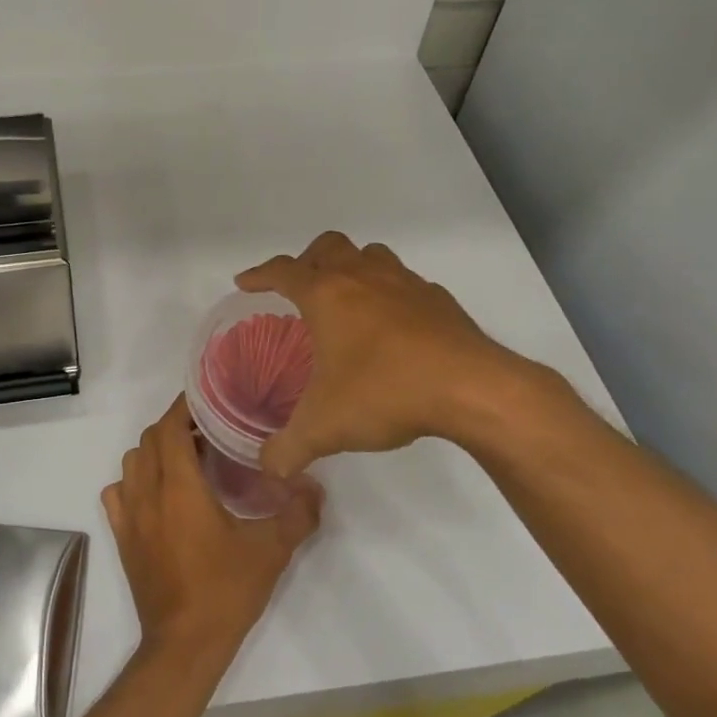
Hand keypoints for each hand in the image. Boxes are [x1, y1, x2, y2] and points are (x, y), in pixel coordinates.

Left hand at [101, 397, 322, 660]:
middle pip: (150, 439)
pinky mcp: (122, 538)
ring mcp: (129, 516)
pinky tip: (159, 495)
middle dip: (176, 426)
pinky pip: (118, 493)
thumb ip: (298, 513)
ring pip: (132, 462)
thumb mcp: (271, 550)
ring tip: (188, 460)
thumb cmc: (226, 591)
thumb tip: (314, 487)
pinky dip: (134, 482)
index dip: (186, 408)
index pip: (170, 426)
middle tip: (210, 432)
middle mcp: (147, 493)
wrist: (184, 644)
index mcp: (179, 487)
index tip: (211, 402)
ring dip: (156, 451)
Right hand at [237, 231, 552, 476]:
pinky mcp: (439, 299)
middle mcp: (363, 277)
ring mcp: (405, 283)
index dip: (259, 275)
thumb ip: (288, 449)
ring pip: (370, 255)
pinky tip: (393, 326)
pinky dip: (390, 293)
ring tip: (346, 299)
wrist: (471, 388)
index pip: (282, 272)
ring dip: (352, 268)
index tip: (244, 282)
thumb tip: (268, 469)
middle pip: (328, 247)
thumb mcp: (324, 428)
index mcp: (327, 295)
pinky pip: (405, 282)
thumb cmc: (385, 392)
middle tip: (299, 288)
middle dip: (307, 261)